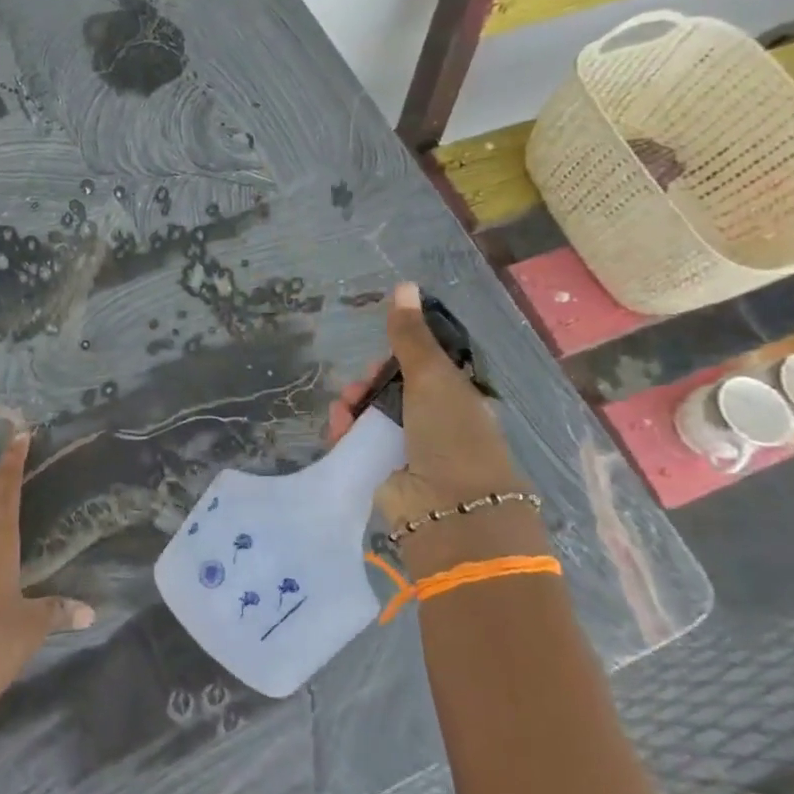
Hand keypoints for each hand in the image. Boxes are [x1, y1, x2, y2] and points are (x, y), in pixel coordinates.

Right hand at [329, 284, 542, 577]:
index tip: (380, 356)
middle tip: (358, 386)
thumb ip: (411, 335)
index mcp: (456, 397)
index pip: (420, 367)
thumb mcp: (432, 376)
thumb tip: (403, 285)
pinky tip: (338, 428)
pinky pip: (358, 441)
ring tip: (344, 410)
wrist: (449, 508)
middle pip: (390, 389)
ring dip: (352, 406)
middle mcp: (434, 421)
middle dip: (368, 382)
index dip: (396, 358)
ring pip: (370, 415)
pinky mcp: (383, 471)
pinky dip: (345, 432)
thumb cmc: (451, 435)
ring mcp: (408, 448)